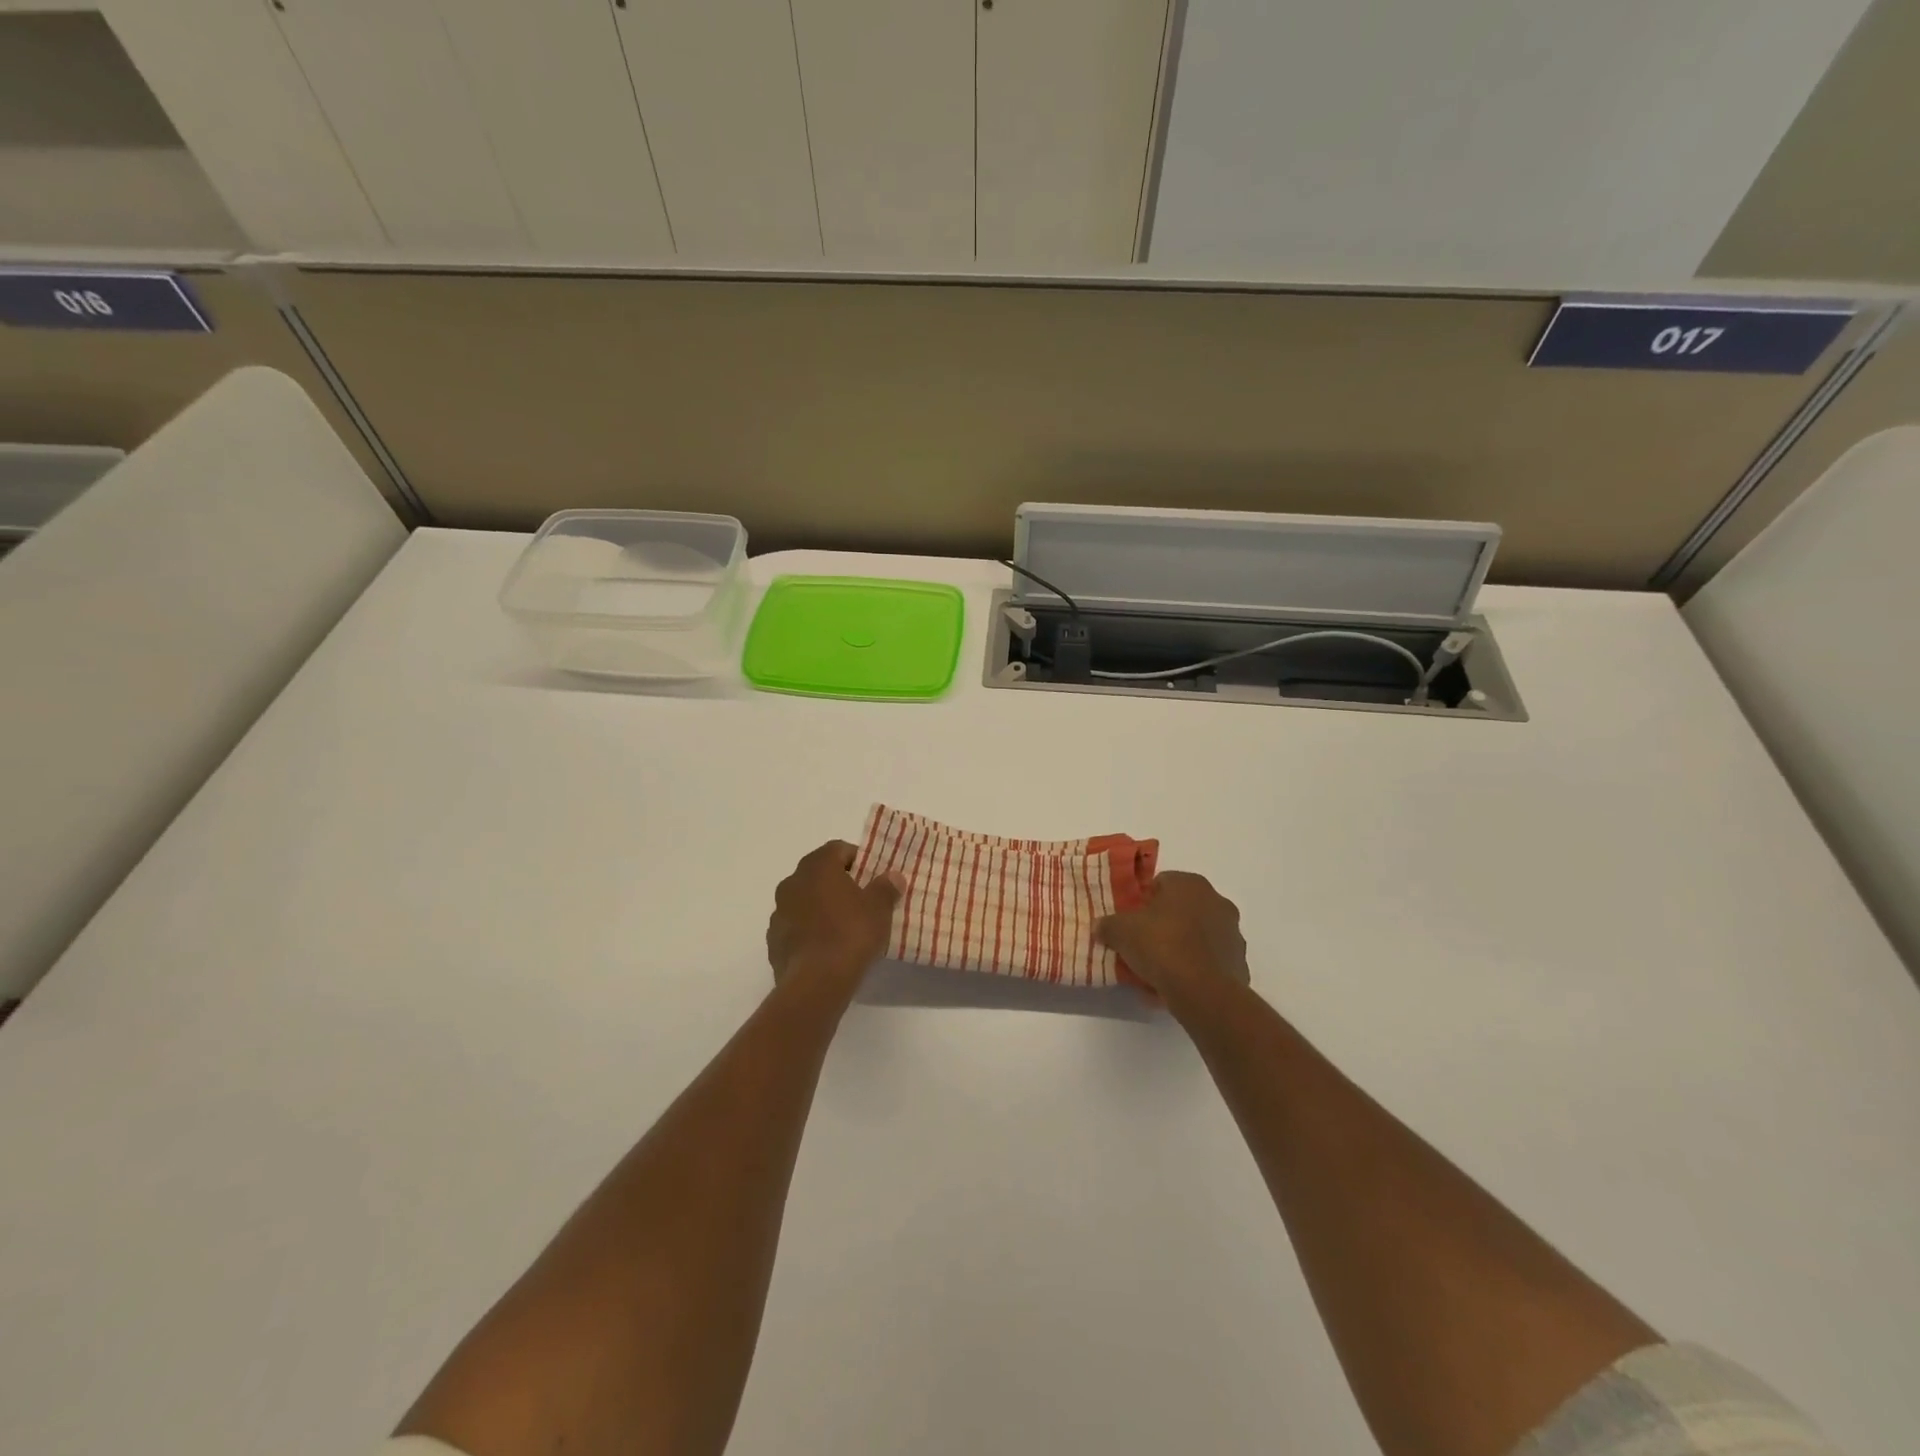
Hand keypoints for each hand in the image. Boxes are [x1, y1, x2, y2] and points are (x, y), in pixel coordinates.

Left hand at [766, 841, 904, 997]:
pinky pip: (796, 926)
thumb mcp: (879, 909)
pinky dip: (810, 930)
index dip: (857, 859)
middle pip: (819, 874)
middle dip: (839, 883)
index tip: (872, 876)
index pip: (838, 849)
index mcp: (817, 867)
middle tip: (861, 900)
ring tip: (845, 927)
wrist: (816, 983)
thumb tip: (893, 876)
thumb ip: (886, 887)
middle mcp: (792, 882)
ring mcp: (778, 912)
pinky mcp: (774, 940)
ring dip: (822, 907)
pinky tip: (827, 948)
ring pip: (805, 900)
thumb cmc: (850, 934)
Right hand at [1096, 871, 1249, 1008]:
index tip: (1132, 922)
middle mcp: (1217, 901)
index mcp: (1190, 884)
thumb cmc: (1161, 946)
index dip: (1143, 901)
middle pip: (1182, 909)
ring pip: (1198, 936)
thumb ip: (1108, 925)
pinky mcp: (1239, 963)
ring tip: (1158, 972)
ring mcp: (1233, 933)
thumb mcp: (1121, 931)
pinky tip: (1176, 987)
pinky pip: (1210, 962)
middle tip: (1143, 945)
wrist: (1202, 991)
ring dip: (1181, 948)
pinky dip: (1195, 970)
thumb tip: (1100, 926)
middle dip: (1164, 924)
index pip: (1161, 883)